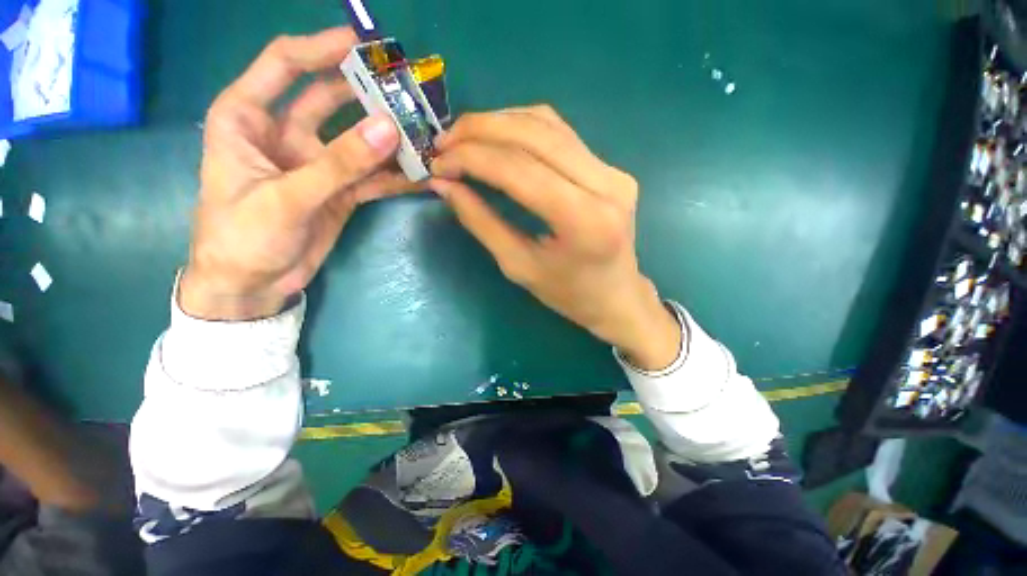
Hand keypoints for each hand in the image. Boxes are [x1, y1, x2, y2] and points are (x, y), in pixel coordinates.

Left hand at [180, 27, 414, 320]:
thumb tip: (388, 128)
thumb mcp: (287, 197)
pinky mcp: (339, 191)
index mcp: (248, 117)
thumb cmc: (243, 236)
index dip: (322, 48)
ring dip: (389, 138)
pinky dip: (395, 176)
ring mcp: (317, 163)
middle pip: (330, 98)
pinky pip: (372, 176)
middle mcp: (285, 133)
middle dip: (366, 92)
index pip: (285, 64)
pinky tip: (420, 175)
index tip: (363, 44)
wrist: (253, 284)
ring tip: (423, 134)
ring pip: (358, 140)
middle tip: (407, 91)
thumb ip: (339, 164)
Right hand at [430, 106, 681, 369]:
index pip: (520, 170)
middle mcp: (605, 185)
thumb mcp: (519, 266)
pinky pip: (561, 134)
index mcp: (583, 221)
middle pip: (535, 135)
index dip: (473, 158)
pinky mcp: (611, 168)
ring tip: (465, 137)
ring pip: (548, 124)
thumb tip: (445, 185)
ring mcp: (613, 171)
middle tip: (445, 141)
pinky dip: (523, 127)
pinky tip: (498, 137)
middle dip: (481, 130)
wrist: (616, 296)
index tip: (438, 163)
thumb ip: (482, 222)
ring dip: (500, 122)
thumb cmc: (568, 294)